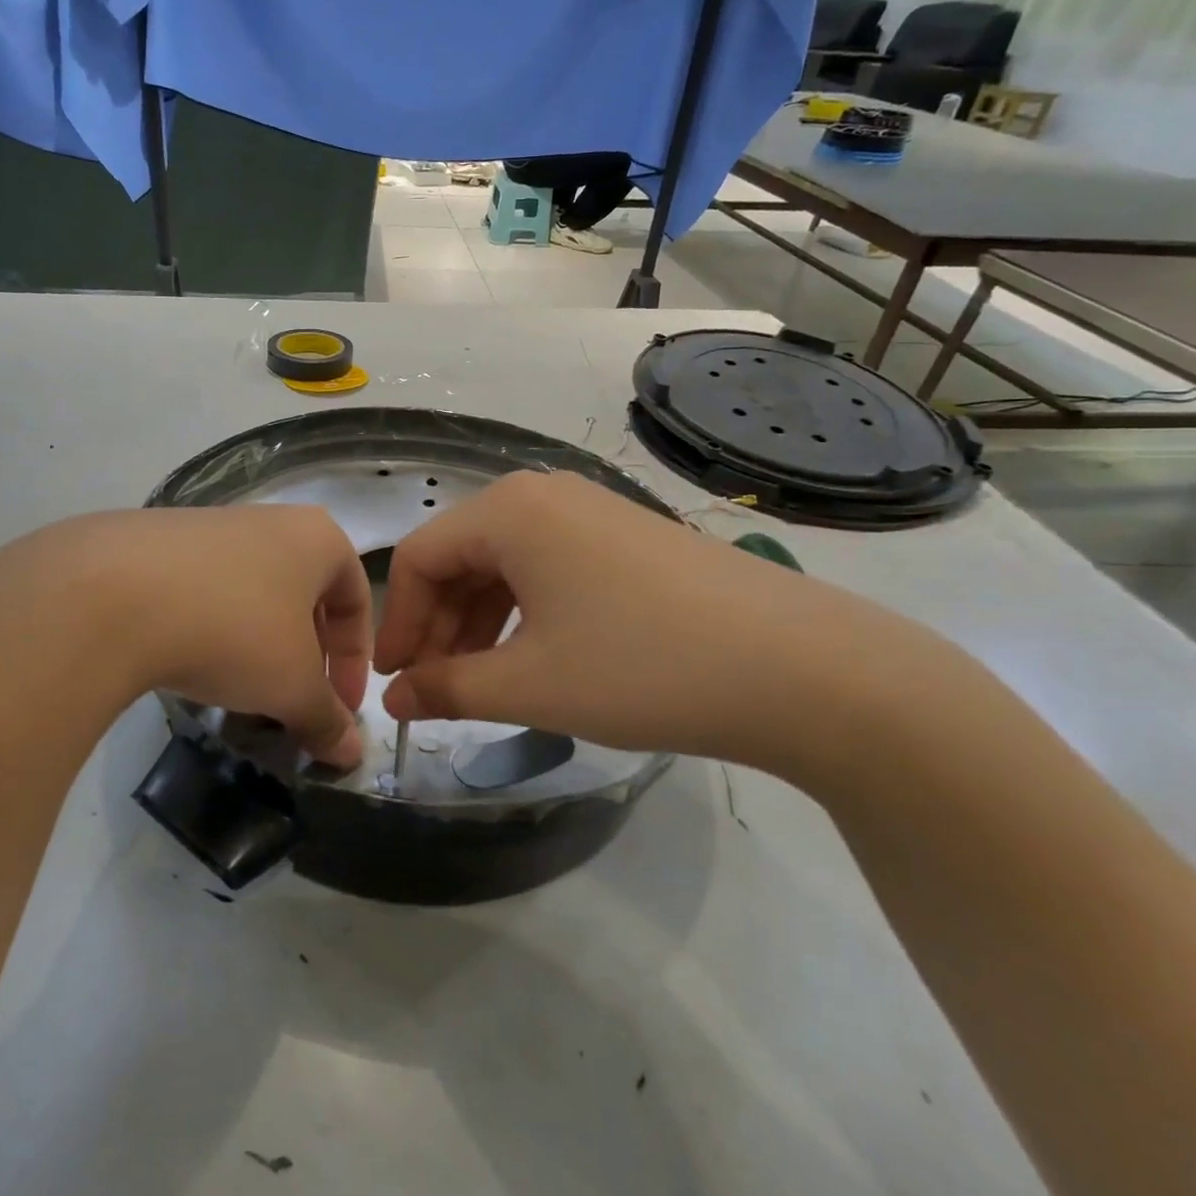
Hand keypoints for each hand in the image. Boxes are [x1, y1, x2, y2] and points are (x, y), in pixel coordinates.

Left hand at [0, 507, 369, 768]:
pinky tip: (187, 662)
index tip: (340, 710)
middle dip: (306, 655)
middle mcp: (269, 520)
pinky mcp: (157, 541)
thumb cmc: (234, 630)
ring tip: (239, 691)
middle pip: (304, 595)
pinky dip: (211, 629)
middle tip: (293, 702)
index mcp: (316, 538)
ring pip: (253, 593)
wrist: (111, 593)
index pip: (356, 600)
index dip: (356, 661)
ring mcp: (209, 525)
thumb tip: (351, 755)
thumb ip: (327, 719)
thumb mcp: (292, 685)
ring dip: (258, 645)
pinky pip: (203, 590)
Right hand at [374, 471, 952, 779]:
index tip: (394, 683)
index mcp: (508, 510)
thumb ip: (448, 690)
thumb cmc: (641, 668)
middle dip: (439, 626)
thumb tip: (394, 700)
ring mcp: (592, 511)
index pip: (420, 557)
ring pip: (506, 564)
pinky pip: (550, 567)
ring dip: (480, 622)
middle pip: (461, 557)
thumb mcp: (530, 685)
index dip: (399, 623)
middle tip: (433, 691)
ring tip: (479, 684)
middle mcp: (544, 494)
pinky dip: (525, 612)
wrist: (801, 668)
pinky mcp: (627, 536)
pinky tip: (533, 658)